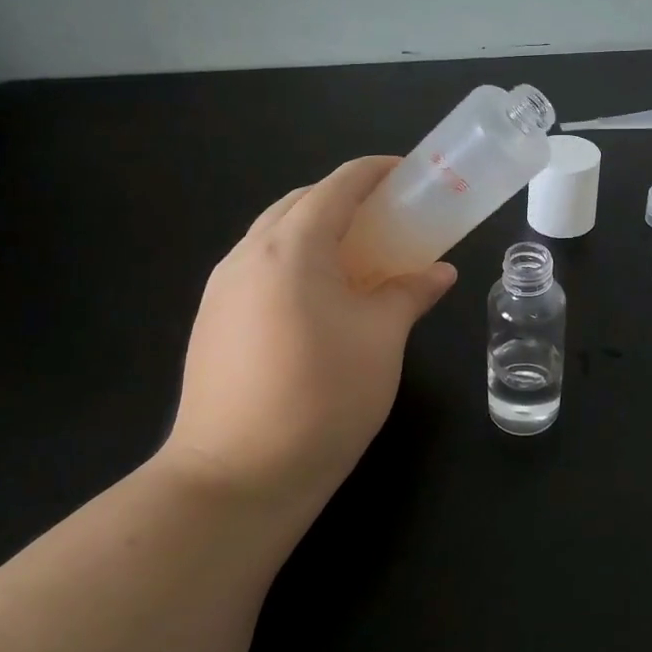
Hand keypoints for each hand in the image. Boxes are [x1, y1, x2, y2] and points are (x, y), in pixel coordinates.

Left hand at [160, 157, 456, 522]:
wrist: (235, 479)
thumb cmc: (322, 397)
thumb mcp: (382, 340)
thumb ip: (410, 294)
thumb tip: (439, 272)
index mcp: (292, 247)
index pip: (337, 186)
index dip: (375, 172)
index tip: (408, 174)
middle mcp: (248, 254)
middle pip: (300, 203)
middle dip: (345, 199)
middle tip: (388, 218)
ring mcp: (222, 288)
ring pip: (274, 234)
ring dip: (317, 230)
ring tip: (358, 257)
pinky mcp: (212, 320)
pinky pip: (259, 266)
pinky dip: (295, 260)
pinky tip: (320, 297)